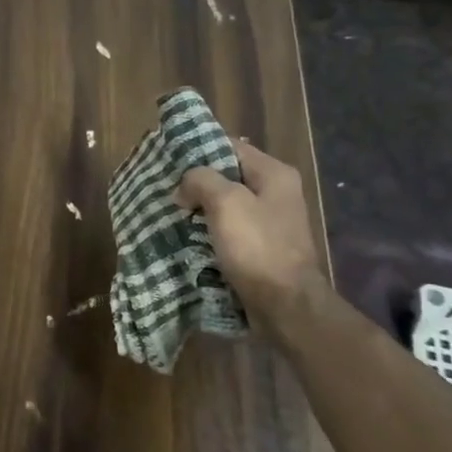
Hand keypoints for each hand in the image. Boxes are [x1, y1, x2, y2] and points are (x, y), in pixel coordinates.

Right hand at [175, 139, 323, 320]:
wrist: (285, 306)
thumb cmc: (257, 247)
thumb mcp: (226, 202)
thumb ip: (201, 180)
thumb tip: (184, 187)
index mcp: (274, 174)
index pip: (230, 146)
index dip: (199, 150)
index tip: (169, 160)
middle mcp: (276, 193)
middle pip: (227, 176)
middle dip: (197, 183)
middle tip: (166, 188)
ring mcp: (270, 223)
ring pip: (226, 205)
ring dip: (200, 209)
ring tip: (171, 213)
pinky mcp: (262, 248)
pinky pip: (229, 230)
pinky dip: (209, 231)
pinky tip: (187, 236)